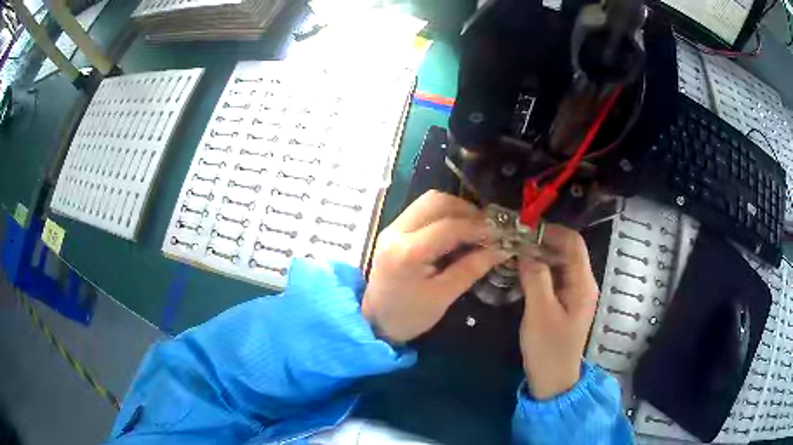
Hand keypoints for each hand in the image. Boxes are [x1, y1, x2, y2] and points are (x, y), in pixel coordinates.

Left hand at [362, 190, 509, 342]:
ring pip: (429, 201)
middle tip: (487, 229)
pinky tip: (457, 231)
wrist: (374, 321)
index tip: (500, 234)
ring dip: (456, 209)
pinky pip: (422, 210)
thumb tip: (500, 249)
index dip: (479, 227)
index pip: (450, 226)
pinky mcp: (393, 230)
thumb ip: (471, 269)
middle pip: (437, 202)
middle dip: (467, 211)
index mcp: (409, 252)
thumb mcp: (443, 297)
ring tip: (474, 228)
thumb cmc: (408, 316)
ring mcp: (392, 227)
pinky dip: (443, 214)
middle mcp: (397, 231)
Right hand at [518, 224, 598, 399]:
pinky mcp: (564, 302)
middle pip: (566, 250)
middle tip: (513, 239)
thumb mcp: (540, 313)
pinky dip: (538, 269)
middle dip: (541, 241)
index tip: (524, 228)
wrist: (553, 380)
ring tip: (513, 252)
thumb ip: (536, 278)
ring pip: (558, 263)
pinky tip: (520, 271)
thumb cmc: (549, 349)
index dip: (551, 231)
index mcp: (583, 283)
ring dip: (538, 255)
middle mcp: (582, 283)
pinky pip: (553, 277)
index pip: (573, 243)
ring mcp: (573, 293)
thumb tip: (526, 250)